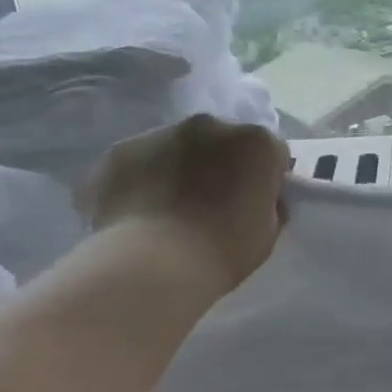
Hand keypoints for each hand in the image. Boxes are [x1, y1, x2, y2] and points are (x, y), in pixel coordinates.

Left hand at [79, 115, 289, 293]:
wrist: (153, 265)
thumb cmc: (223, 250)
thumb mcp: (268, 232)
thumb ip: (268, 203)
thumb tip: (258, 197)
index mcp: (256, 143)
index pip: (271, 153)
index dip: (265, 178)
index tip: (256, 203)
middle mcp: (211, 126)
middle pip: (223, 142)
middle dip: (221, 164)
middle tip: (212, 204)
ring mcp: (161, 133)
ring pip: (178, 147)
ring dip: (180, 168)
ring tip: (169, 211)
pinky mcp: (120, 150)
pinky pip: (140, 161)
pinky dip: (142, 179)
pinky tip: (138, 214)